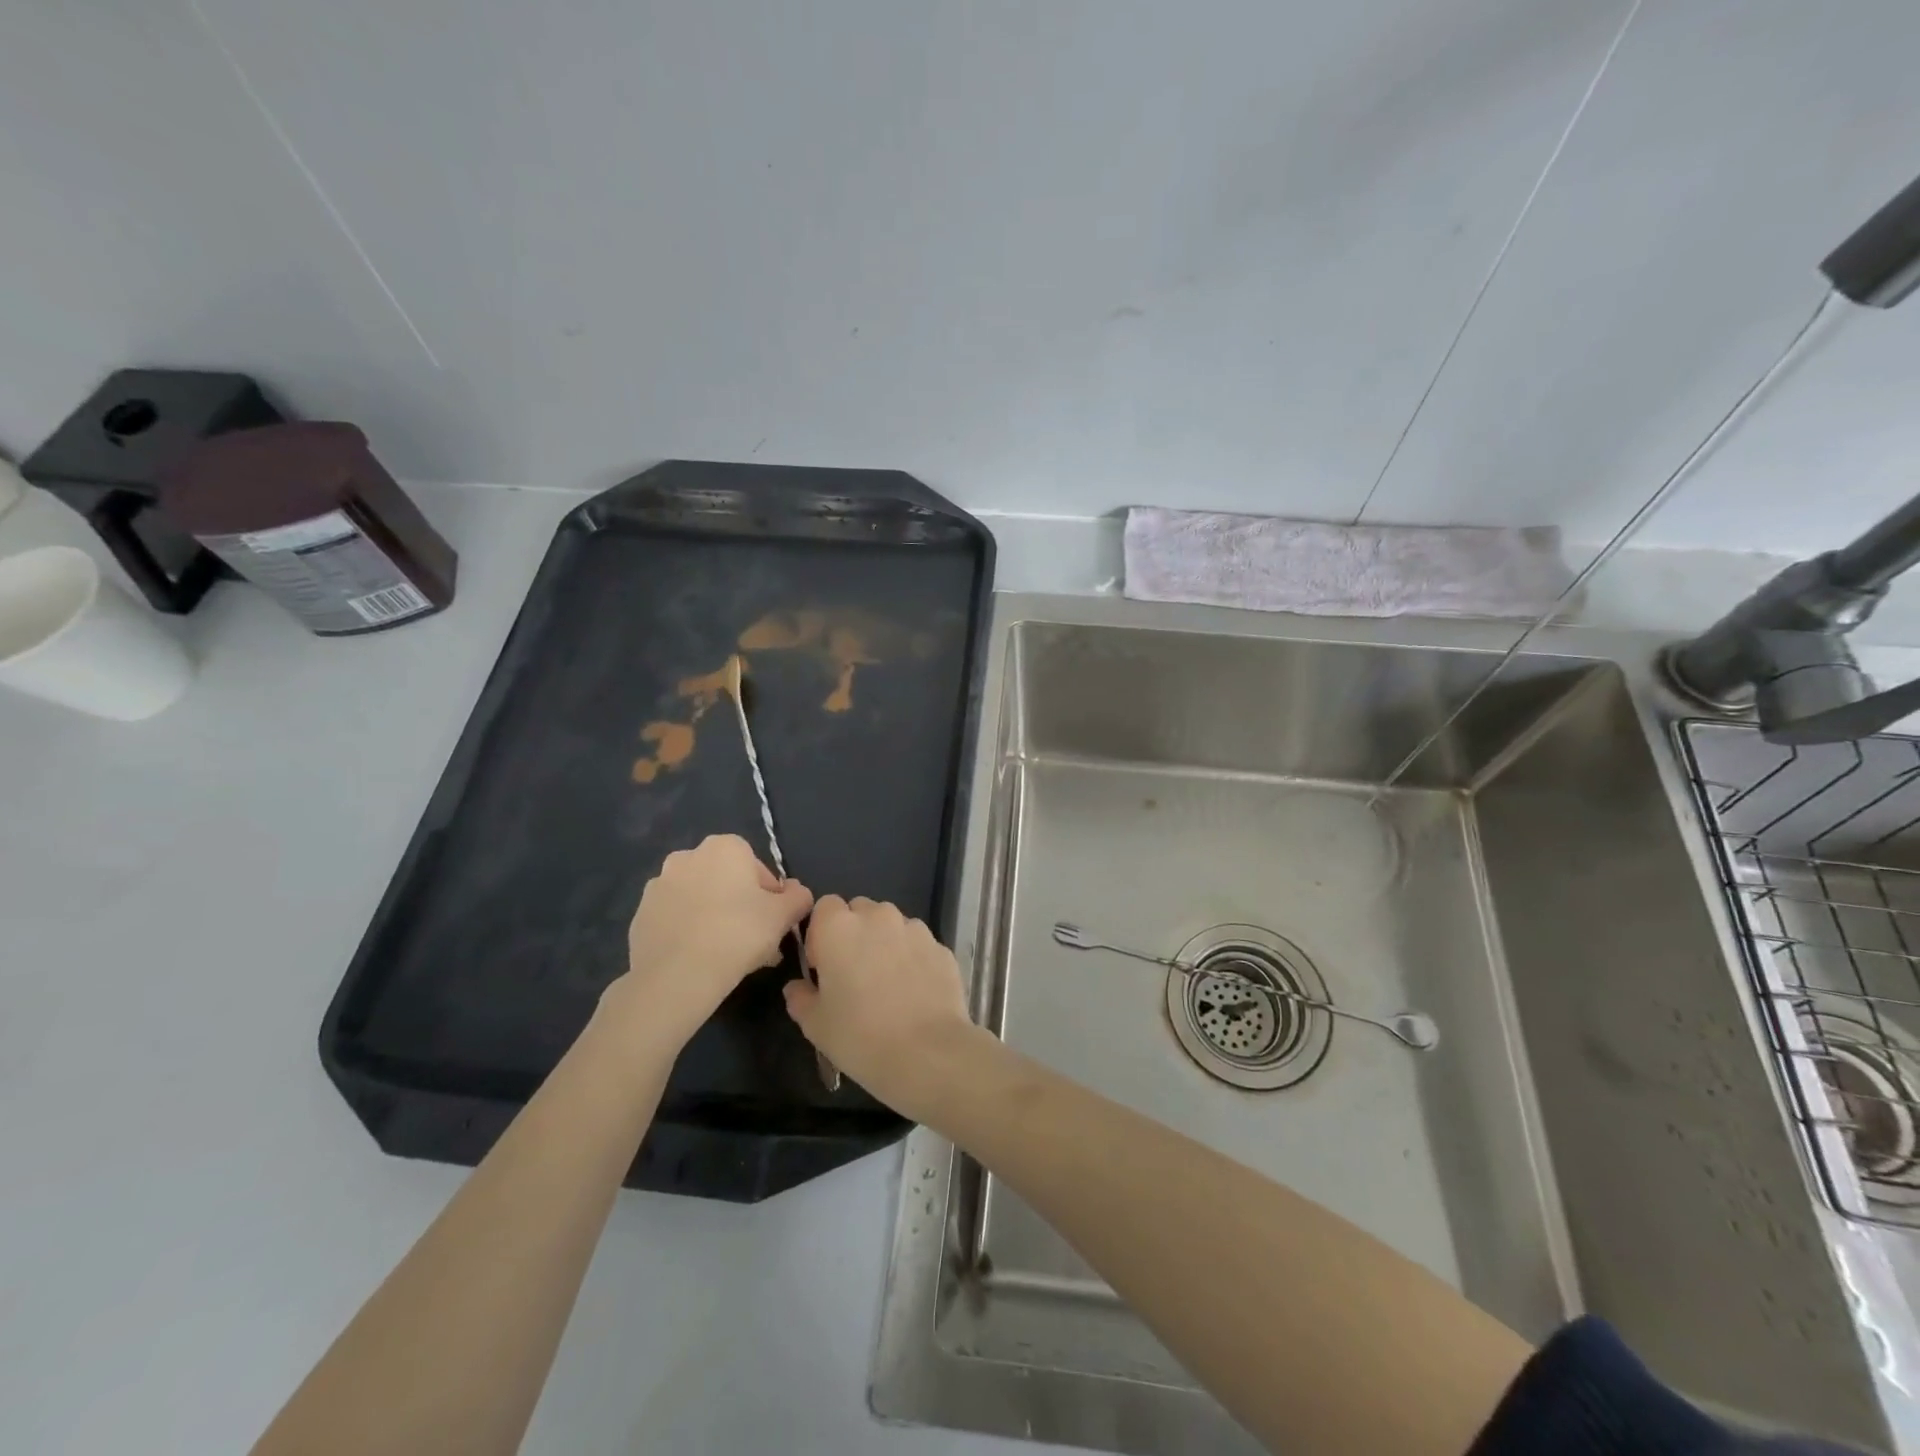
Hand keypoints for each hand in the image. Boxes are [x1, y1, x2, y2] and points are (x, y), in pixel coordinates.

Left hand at [600, 834, 812, 1051]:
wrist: (676, 976)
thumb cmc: (738, 934)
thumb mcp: (784, 915)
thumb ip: (798, 897)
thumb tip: (797, 892)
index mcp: (724, 847)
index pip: (757, 866)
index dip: (770, 895)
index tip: (774, 922)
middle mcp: (687, 856)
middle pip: (726, 882)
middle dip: (742, 907)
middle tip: (755, 942)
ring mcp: (658, 886)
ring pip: (700, 900)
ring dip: (715, 918)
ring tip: (728, 955)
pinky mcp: (640, 915)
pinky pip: (676, 920)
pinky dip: (689, 932)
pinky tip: (701, 960)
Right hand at [784, 896, 975, 1117]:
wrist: (928, 1053)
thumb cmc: (860, 1037)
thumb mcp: (815, 1025)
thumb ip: (800, 998)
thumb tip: (798, 987)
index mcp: (839, 927)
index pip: (825, 906)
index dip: (821, 932)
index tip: (824, 966)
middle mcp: (878, 917)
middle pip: (860, 910)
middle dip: (854, 934)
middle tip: (854, 975)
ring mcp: (914, 929)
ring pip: (892, 925)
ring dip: (885, 943)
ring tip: (888, 985)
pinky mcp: (941, 947)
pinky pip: (918, 944)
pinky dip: (912, 958)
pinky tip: (914, 993)